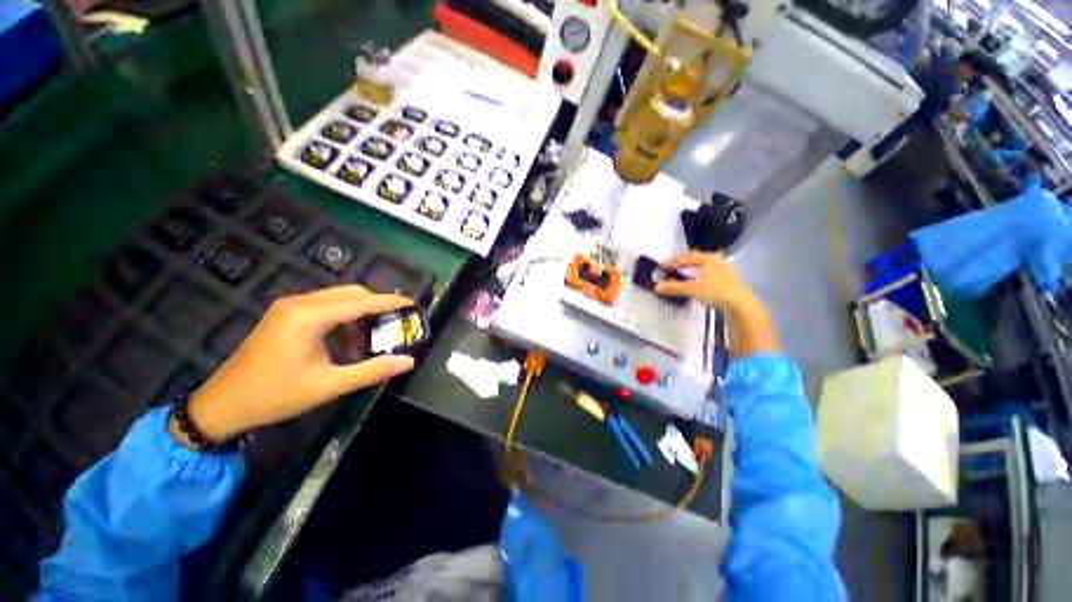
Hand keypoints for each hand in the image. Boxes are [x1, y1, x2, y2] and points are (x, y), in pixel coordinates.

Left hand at [170, 286, 415, 445]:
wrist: (222, 405)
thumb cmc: (276, 395)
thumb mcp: (329, 385)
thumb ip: (372, 370)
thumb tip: (408, 361)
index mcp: (309, 317)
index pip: (361, 302)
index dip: (390, 302)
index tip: (414, 304)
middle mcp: (299, 303)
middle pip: (350, 293)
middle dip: (377, 305)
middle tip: (396, 322)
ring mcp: (289, 307)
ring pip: (337, 297)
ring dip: (360, 311)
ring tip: (373, 334)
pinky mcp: (284, 314)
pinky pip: (324, 305)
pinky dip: (343, 316)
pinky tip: (347, 338)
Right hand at [654, 252, 760, 314]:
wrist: (739, 304)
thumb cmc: (716, 292)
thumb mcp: (692, 289)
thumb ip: (674, 287)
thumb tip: (656, 286)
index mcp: (707, 258)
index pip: (685, 257)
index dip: (672, 261)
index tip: (661, 265)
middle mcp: (715, 260)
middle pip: (694, 258)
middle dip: (681, 262)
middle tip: (669, 267)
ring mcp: (721, 268)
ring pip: (700, 265)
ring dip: (688, 268)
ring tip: (678, 273)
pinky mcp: (723, 278)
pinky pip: (705, 271)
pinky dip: (695, 274)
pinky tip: (692, 280)